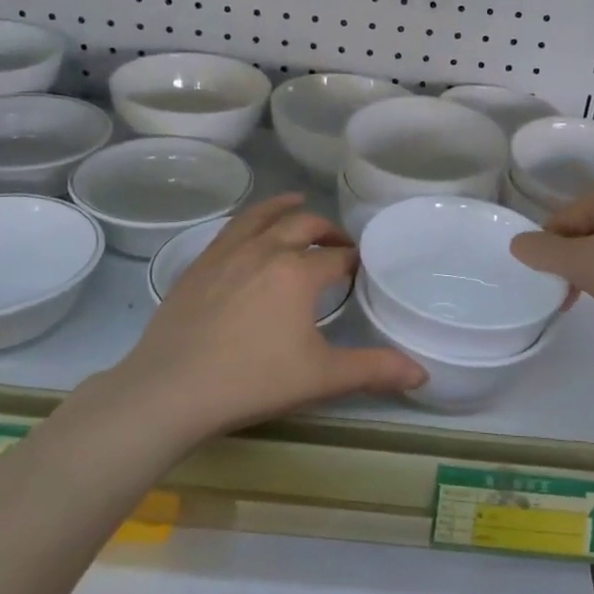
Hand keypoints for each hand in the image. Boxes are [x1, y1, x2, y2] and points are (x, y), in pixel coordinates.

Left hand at [115, 195, 423, 437]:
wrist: (170, 390)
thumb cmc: (252, 381)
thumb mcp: (321, 378)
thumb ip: (374, 371)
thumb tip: (422, 374)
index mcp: (299, 272)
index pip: (337, 257)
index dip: (354, 261)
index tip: (362, 269)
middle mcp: (266, 250)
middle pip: (304, 226)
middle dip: (327, 231)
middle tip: (339, 244)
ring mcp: (228, 254)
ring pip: (263, 216)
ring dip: (286, 208)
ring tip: (298, 203)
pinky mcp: (199, 265)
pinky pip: (231, 229)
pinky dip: (250, 219)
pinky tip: (250, 230)